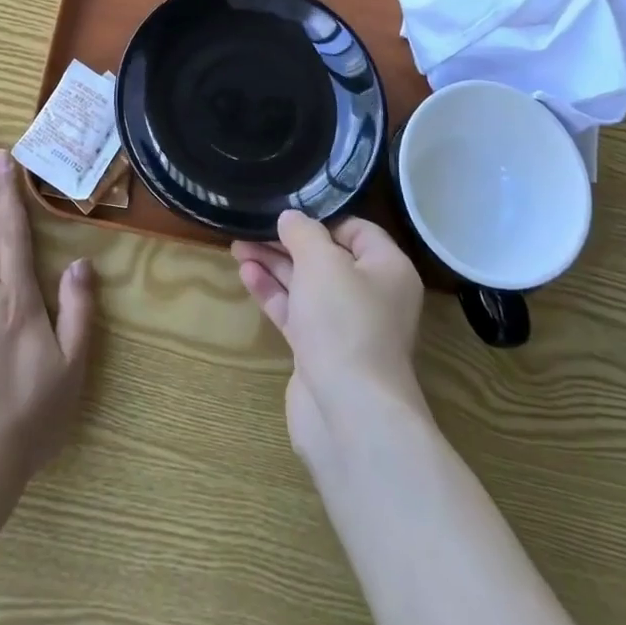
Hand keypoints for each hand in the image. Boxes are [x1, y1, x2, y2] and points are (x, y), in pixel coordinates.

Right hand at [232, 212, 425, 460]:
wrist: (349, 412)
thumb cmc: (345, 323)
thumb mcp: (322, 261)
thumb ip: (303, 232)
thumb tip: (291, 218)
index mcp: (388, 269)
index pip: (357, 229)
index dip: (322, 218)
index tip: (287, 211)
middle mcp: (371, 296)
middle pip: (326, 257)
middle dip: (288, 241)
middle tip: (252, 226)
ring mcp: (345, 327)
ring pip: (306, 285)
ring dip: (274, 264)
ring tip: (238, 245)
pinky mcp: (320, 352)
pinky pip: (295, 312)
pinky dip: (273, 292)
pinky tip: (246, 274)